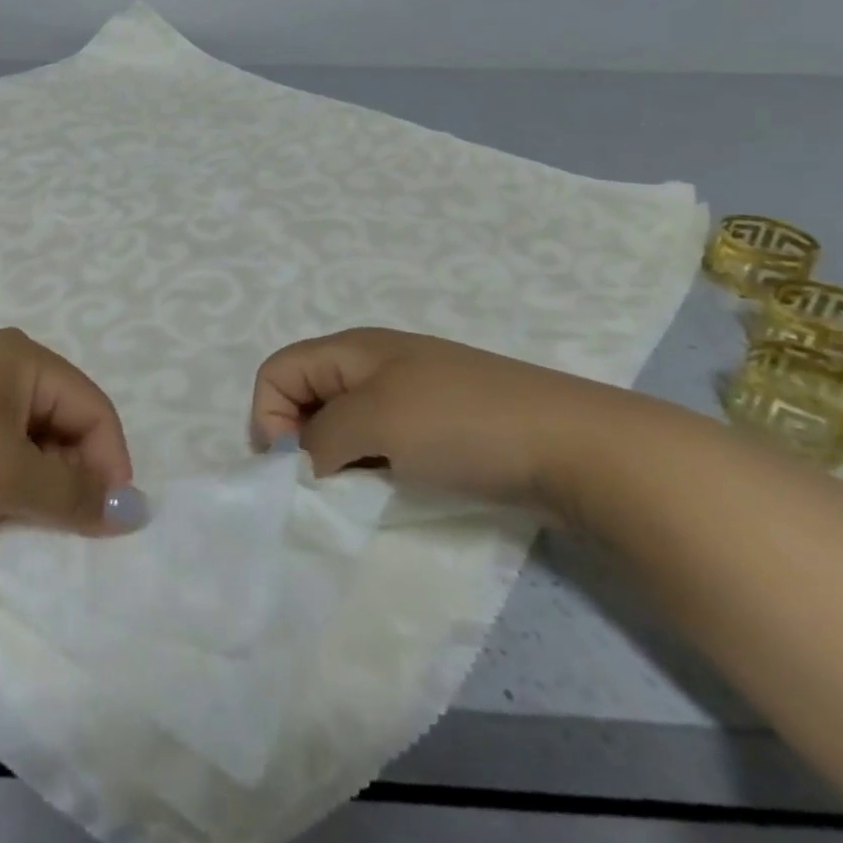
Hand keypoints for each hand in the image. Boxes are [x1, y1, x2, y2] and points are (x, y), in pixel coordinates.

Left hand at [0, 328, 145, 544]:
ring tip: (19, 517)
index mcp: (25, 358)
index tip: (108, 523)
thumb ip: (73, 494)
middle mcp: (1, 362)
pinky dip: (5, 477)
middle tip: (60, 525)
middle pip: (64, 419)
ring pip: (29, 437)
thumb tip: (131, 511)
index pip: (94, 408)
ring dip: (37, 480)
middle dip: (72, 473)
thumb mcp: (7, 476)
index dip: (111, 463)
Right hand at [250, 327, 639, 513]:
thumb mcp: (374, 423)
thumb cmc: (460, 423)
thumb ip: (319, 440)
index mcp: (352, 349)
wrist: (574, 446)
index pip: (277, 371)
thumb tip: (302, 462)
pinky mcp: (440, 426)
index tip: (294, 469)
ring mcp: (412, 394)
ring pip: (346, 424)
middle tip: (328, 486)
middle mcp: (375, 364)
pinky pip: (383, 442)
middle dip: (303, 441)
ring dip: (341, 460)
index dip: (269, 416)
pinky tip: (397, 491)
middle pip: (307, 395)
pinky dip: (375, 468)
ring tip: (364, 493)